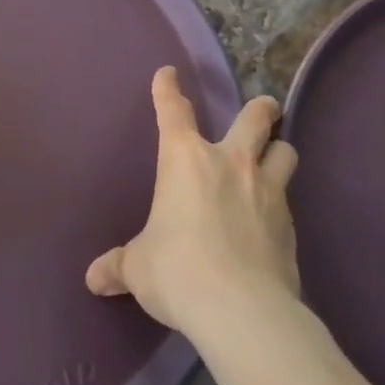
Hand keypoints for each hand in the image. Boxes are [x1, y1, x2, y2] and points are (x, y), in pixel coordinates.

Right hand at [85, 67, 299, 337]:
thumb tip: (94, 279)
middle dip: (260, 109)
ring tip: (275, 156)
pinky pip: (289, 202)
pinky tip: (272, 220)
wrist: (240, 310)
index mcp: (185, 159)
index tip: (168, 73)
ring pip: (285, 152)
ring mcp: (267, 191)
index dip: (168, 89)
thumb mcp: (139, 268)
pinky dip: (281, 203)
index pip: (174, 110)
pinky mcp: (291, 227)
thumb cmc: (177, 270)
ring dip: (279, 151)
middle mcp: (230, 163)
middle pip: (255, 118)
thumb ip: (119, 266)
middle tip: (263, 108)